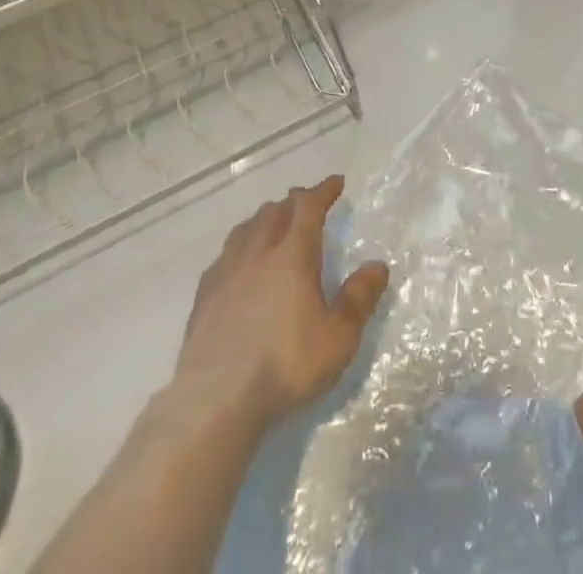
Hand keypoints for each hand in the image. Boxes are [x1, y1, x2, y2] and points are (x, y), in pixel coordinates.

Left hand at [174, 175, 389, 435]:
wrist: (216, 399)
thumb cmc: (285, 365)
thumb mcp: (338, 338)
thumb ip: (359, 299)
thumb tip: (378, 265)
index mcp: (293, 254)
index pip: (309, 206)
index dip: (323, 190)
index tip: (336, 182)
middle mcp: (258, 252)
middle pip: (275, 211)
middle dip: (294, 202)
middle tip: (307, 204)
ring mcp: (227, 271)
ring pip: (246, 228)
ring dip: (264, 219)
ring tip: (273, 225)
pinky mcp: (204, 296)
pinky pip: (224, 255)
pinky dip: (239, 247)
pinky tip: (239, 264)